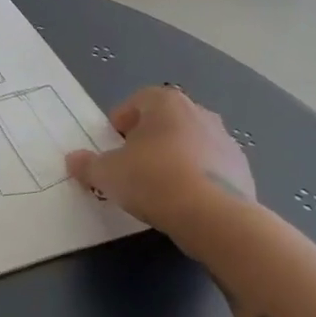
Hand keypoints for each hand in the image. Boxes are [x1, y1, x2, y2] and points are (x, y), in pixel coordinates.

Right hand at [65, 87, 254, 240]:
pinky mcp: (242, 170)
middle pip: (166, 121)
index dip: (121, 121)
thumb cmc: (153, 180)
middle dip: (148, 139)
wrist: (213, 216)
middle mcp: (199, 112)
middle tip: (132, 165)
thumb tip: (73, 160)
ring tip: (159, 188)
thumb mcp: (108, 174)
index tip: (112, 145)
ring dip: (175, 158)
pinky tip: (185, 202)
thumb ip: (88, 165)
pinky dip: (197, 178)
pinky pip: (211, 168)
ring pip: (190, 144)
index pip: (138, 100)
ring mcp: (225, 140)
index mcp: (166, 103)